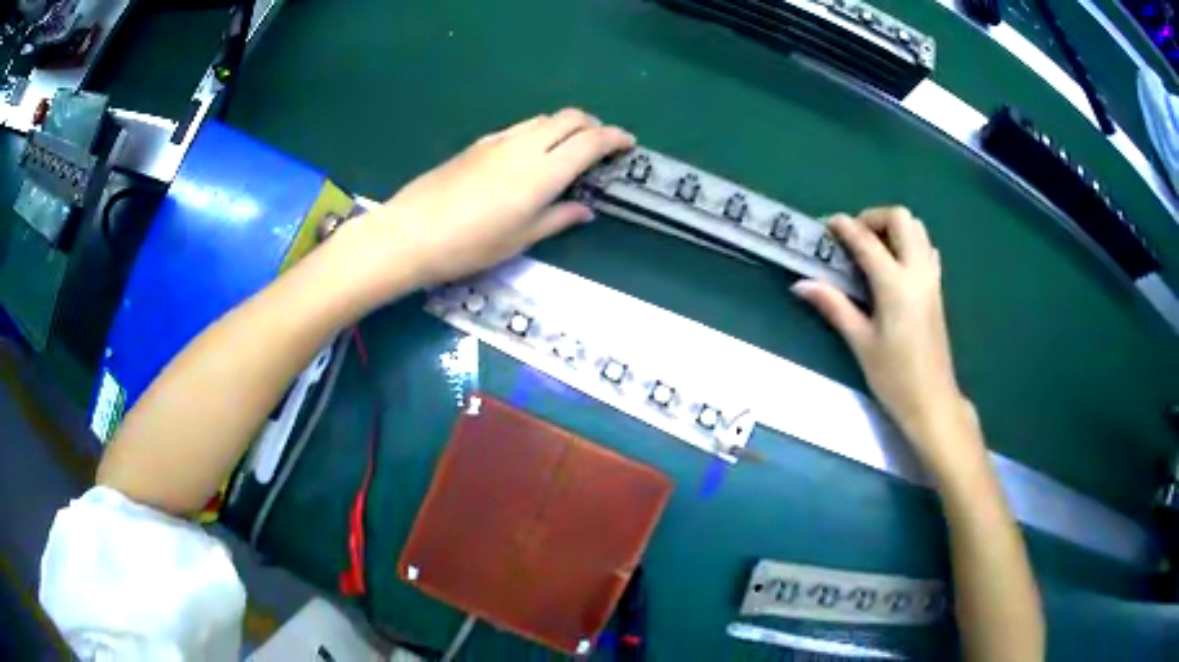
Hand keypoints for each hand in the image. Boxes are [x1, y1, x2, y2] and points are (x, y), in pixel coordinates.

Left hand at [336, 109, 634, 302]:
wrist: (412, 232)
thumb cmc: (471, 244)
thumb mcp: (521, 239)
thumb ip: (558, 218)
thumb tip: (585, 210)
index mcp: (544, 171)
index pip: (590, 142)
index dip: (614, 138)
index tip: (629, 143)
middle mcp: (526, 146)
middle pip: (569, 118)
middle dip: (593, 124)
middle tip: (602, 143)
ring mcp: (499, 141)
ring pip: (544, 119)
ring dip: (565, 125)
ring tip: (570, 146)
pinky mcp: (479, 144)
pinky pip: (520, 127)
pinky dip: (539, 131)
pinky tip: (532, 152)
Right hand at [791, 207, 975, 464]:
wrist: (932, 400)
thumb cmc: (894, 376)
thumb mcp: (861, 342)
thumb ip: (834, 306)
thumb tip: (801, 284)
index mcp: (895, 284)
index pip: (866, 240)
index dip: (843, 227)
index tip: (825, 226)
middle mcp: (917, 271)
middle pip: (900, 218)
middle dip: (873, 217)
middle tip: (853, 238)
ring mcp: (931, 278)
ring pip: (917, 228)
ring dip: (893, 227)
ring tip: (872, 249)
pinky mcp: (937, 288)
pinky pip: (926, 248)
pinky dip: (910, 243)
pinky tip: (894, 266)